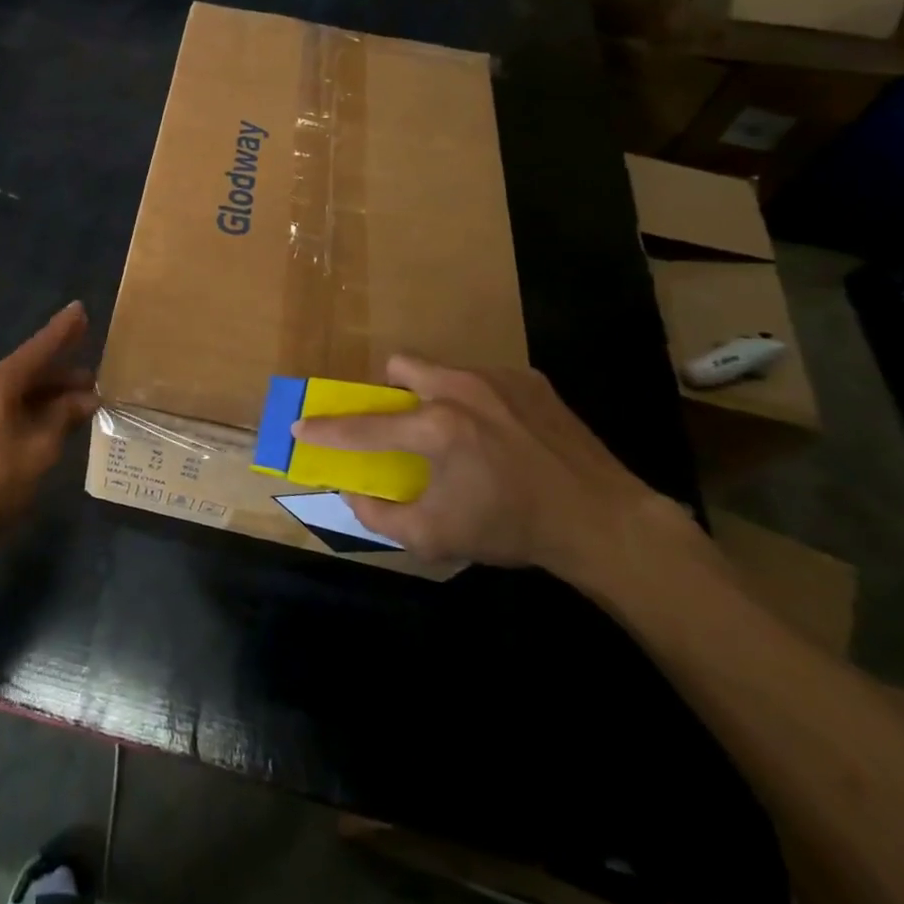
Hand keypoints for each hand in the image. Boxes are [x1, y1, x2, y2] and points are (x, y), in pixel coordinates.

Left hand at [0, 302, 98, 554]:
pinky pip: (7, 406)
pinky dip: (32, 408)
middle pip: (28, 370)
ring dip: (49, 394)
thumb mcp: (39, 449)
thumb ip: (63, 416)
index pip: (37, 349)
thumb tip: (86, 398)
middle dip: (62, 373)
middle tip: (95, 374)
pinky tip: (54, 419)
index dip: (62, 331)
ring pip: (18, 390)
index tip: (80, 309)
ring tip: (82, 398)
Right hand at [291, 357, 664, 581]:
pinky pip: (482, 379)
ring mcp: (499, 379)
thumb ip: (381, 516)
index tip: (300, 425)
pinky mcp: (530, 380)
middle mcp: (462, 389)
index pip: (364, 426)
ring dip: (433, 394)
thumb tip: (351, 494)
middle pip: (400, 366)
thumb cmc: (513, 529)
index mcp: (437, 428)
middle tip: (403, 424)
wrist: (604, 521)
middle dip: (389, 391)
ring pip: (442, 370)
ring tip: (457, 432)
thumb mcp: (438, 536)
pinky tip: (499, 434)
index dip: (326, 429)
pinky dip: (475, 400)